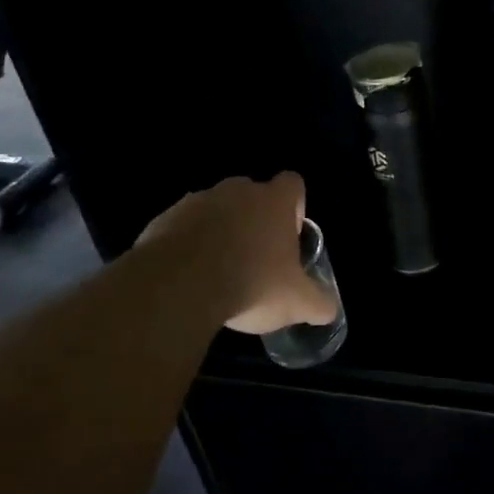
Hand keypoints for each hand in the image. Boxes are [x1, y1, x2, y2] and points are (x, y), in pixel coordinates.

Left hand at [133, 172, 339, 333]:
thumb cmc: (251, 283)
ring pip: (215, 210)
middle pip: (253, 195)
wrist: (177, 286)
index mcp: (273, 201)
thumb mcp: (297, 302)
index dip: (295, 207)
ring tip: (218, 272)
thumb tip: (329, 309)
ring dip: (219, 232)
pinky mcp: (163, 219)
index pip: (293, 184)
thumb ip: (319, 303)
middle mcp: (237, 191)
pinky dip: (187, 245)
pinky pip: (182, 228)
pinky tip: (188, 277)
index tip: (289, 235)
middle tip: (256, 259)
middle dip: (255, 221)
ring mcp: (197, 201)